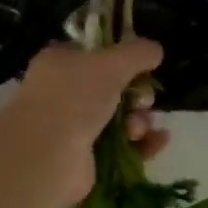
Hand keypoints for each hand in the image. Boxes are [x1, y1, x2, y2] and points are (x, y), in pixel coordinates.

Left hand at [2, 39, 167, 205]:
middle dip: (136, 93)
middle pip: (112, 86)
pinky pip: (122, 145)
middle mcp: (63, 91)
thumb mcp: (112, 63)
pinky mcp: (86, 157)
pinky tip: (159, 140)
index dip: (120, 55)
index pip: (94, 51)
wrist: (48, 155)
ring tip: (137, 128)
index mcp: (60, 61)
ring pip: (119, 117)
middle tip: (143, 100)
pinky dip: (142, 142)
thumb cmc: (75, 97)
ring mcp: (73, 126)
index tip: (143, 63)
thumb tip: (155, 50)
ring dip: (139, 119)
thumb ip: (137, 52)